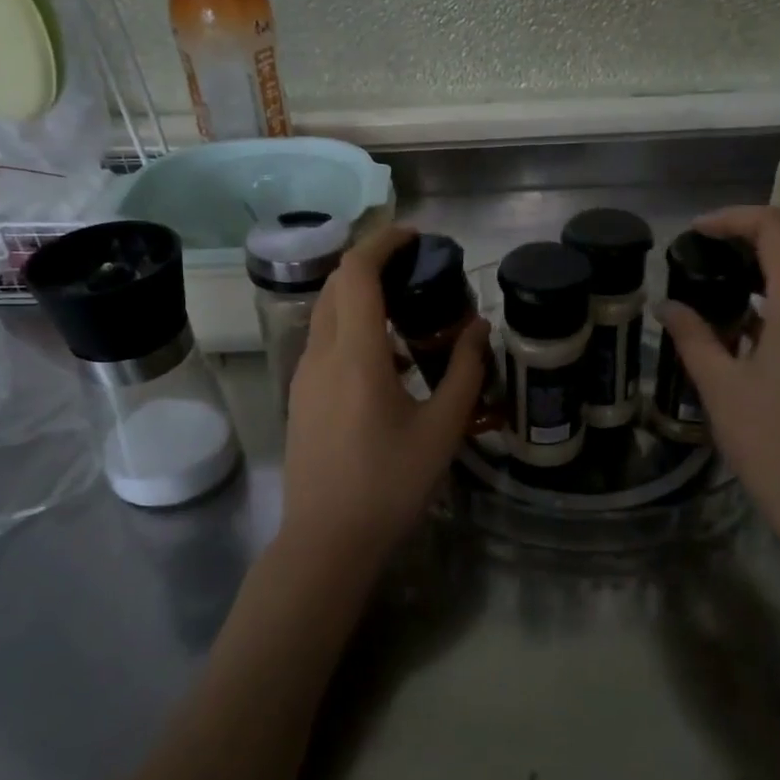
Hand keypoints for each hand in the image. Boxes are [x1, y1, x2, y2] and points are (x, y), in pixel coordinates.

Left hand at [278, 225, 488, 568]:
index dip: (383, 243)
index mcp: (355, 356)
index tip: (416, 236)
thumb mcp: (442, 430)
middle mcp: (321, 356)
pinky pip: (326, 343)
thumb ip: (465, 372)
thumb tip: (478, 328)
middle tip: (417, 269)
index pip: (356, 273)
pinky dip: (354, 328)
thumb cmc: (389, 485)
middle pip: (337, 286)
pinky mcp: (301, 399)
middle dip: (373, 264)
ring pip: (327, 314)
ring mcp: (304, 378)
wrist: (326, 542)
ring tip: (408, 309)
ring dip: (362, 296)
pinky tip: (389, 359)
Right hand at [661, 206, 779, 564]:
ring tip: (714, 300)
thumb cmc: (775, 443)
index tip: (696, 232)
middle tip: (698, 265)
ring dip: (760, 280)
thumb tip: (667, 306)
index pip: (775, 227)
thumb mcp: (722, 388)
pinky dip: (778, 306)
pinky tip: (746, 336)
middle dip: (743, 248)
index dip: (734, 218)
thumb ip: (693, 337)